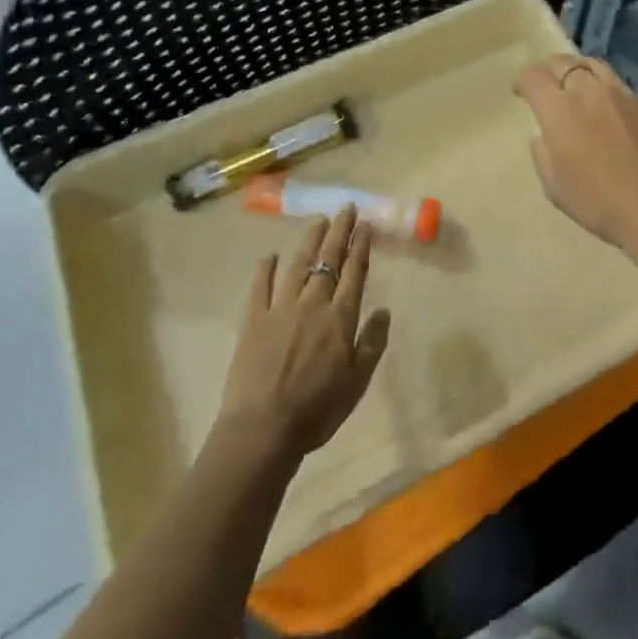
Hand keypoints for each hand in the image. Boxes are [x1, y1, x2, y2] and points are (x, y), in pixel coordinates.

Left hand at [216, 207, 390, 459]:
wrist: (263, 430)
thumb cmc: (317, 410)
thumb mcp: (358, 382)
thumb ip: (372, 342)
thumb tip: (384, 309)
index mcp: (340, 318)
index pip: (354, 272)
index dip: (360, 246)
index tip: (364, 224)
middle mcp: (313, 304)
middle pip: (328, 260)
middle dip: (339, 232)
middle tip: (345, 208)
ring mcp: (280, 309)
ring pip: (297, 265)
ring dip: (309, 241)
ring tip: (317, 220)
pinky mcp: (253, 320)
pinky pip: (260, 287)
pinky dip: (264, 269)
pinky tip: (269, 255)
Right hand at [514, 54, 637, 259]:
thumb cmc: (599, 202)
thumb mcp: (555, 187)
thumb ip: (543, 154)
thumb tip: (544, 137)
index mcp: (558, 108)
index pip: (532, 75)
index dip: (522, 80)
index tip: (521, 93)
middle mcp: (587, 89)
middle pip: (562, 61)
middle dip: (549, 71)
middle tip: (549, 88)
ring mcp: (621, 91)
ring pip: (593, 64)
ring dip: (579, 71)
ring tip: (579, 87)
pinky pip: (620, 84)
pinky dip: (608, 89)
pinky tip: (613, 109)